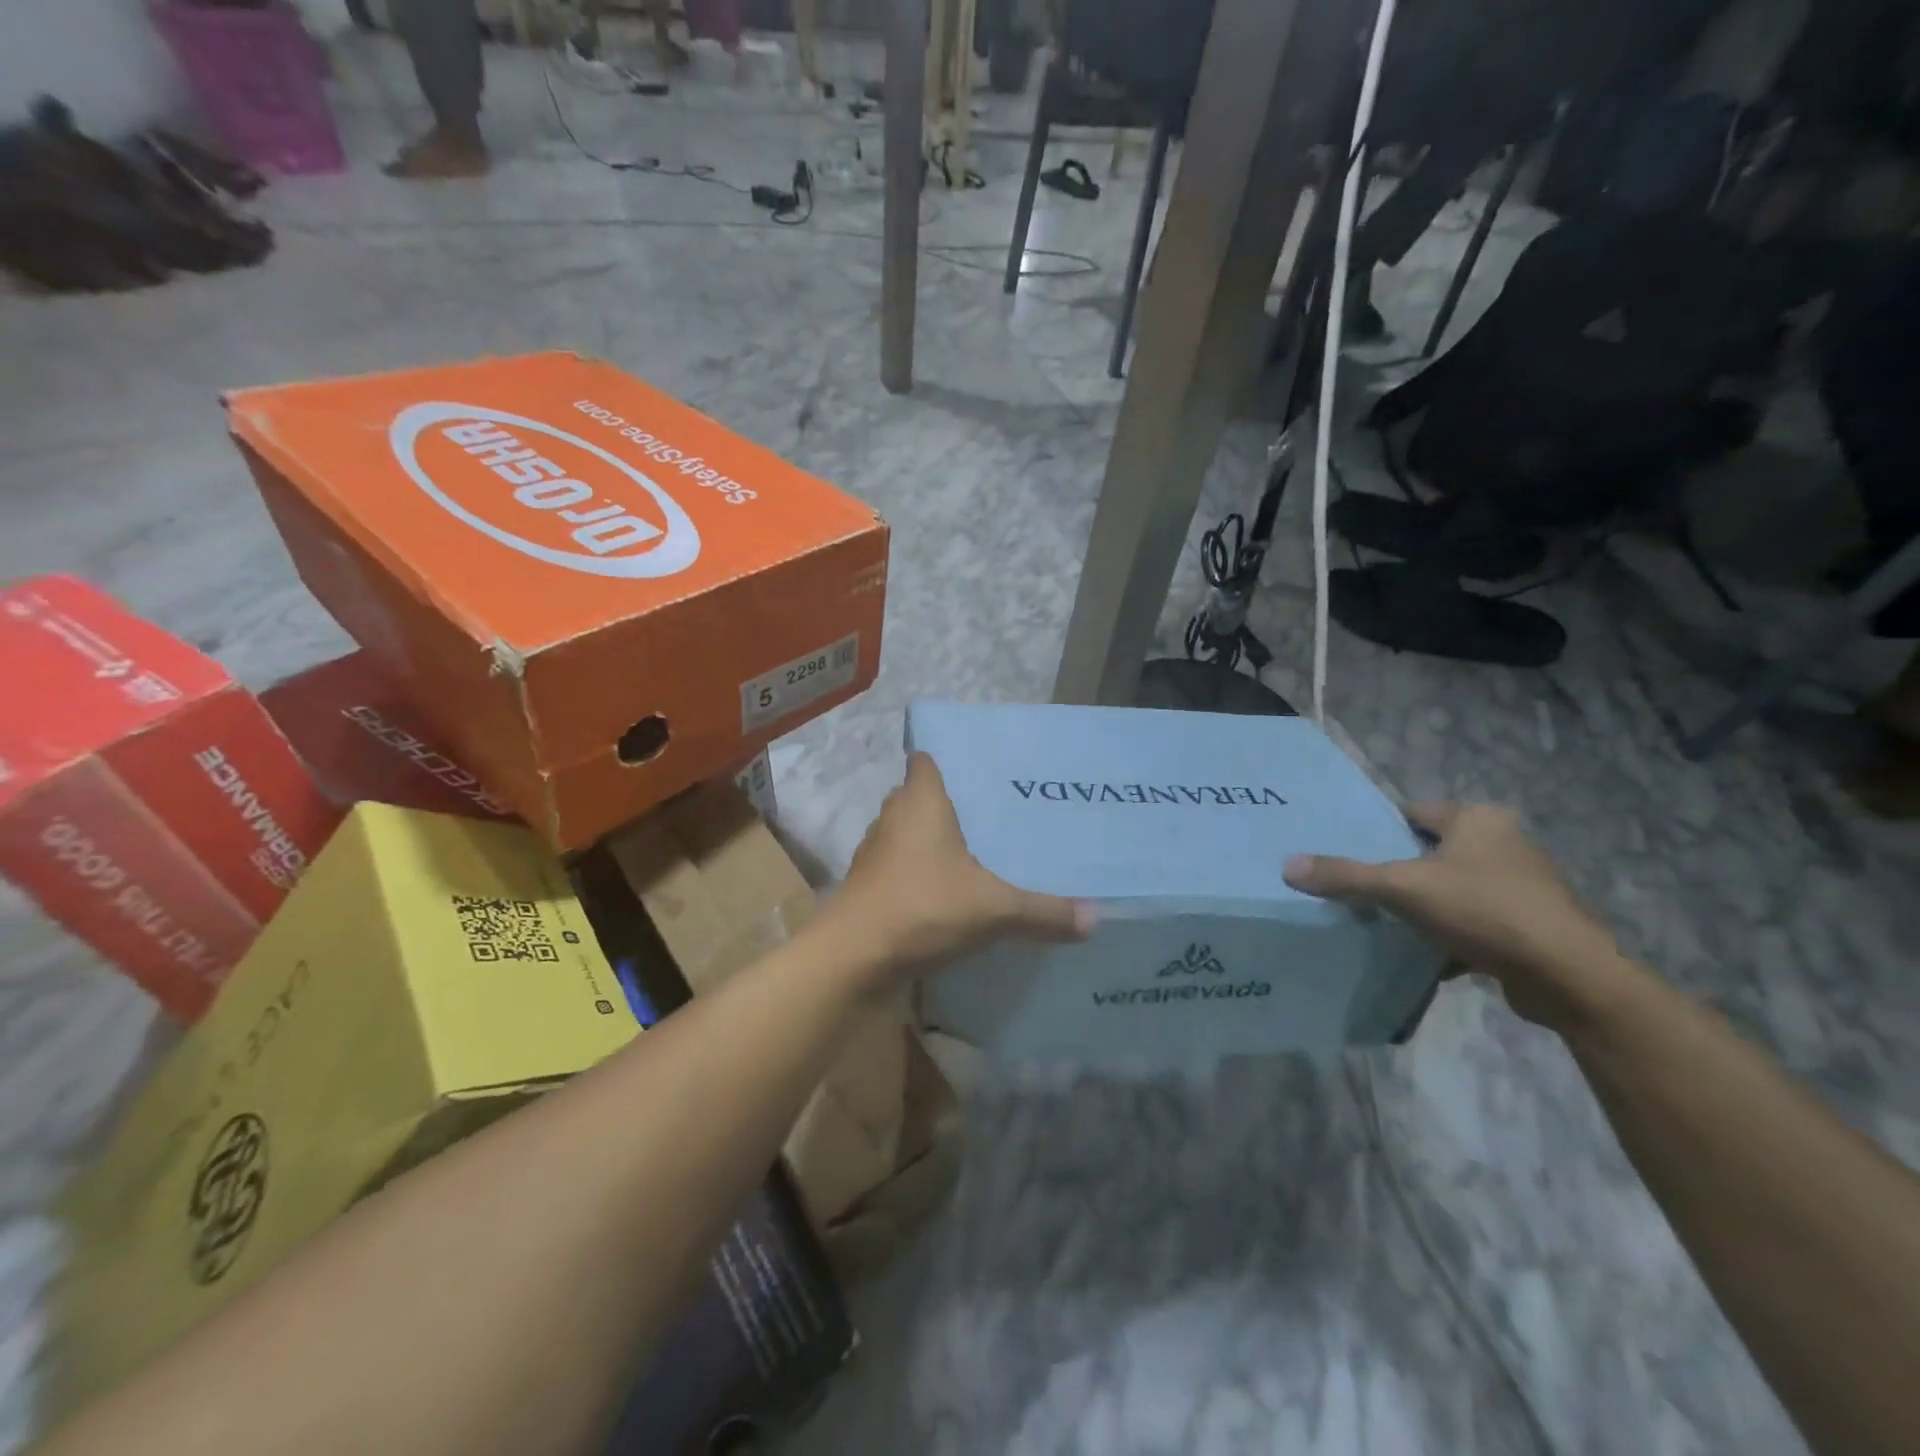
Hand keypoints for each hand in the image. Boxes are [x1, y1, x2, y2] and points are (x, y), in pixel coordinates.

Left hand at [828, 754, 1093, 980]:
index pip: (926, 759)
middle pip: (918, 795)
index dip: (947, 758)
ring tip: (973, 851)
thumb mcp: (994, 909)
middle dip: (949, 803)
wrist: (852, 957)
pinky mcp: (867, 884)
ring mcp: (874, 852)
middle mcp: (893, 817)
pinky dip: (918, 872)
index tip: (979, 770)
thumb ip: (1044, 912)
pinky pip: (898, 865)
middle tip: (990, 814)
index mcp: (920, 801)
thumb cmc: (922, 908)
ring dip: (931, 839)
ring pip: (906, 832)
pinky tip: (945, 892)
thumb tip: (1096, 919)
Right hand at [1283, 803, 1629, 1033]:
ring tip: (1393, 922)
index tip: (1355, 849)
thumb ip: (1345, 876)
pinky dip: (1456, 934)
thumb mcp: (1401, 888)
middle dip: (1405, 870)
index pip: (1416, 813)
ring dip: (1431, 905)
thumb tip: (1288, 867)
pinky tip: (1432, 954)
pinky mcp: (1536, 924)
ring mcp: (1527, 885)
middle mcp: (1507, 843)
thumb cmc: (1483, 910)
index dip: (1383, 829)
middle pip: (1436, 851)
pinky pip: (1481, 921)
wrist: (1568, 975)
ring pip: (1459, 888)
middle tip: (1367, 888)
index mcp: (1478, 820)